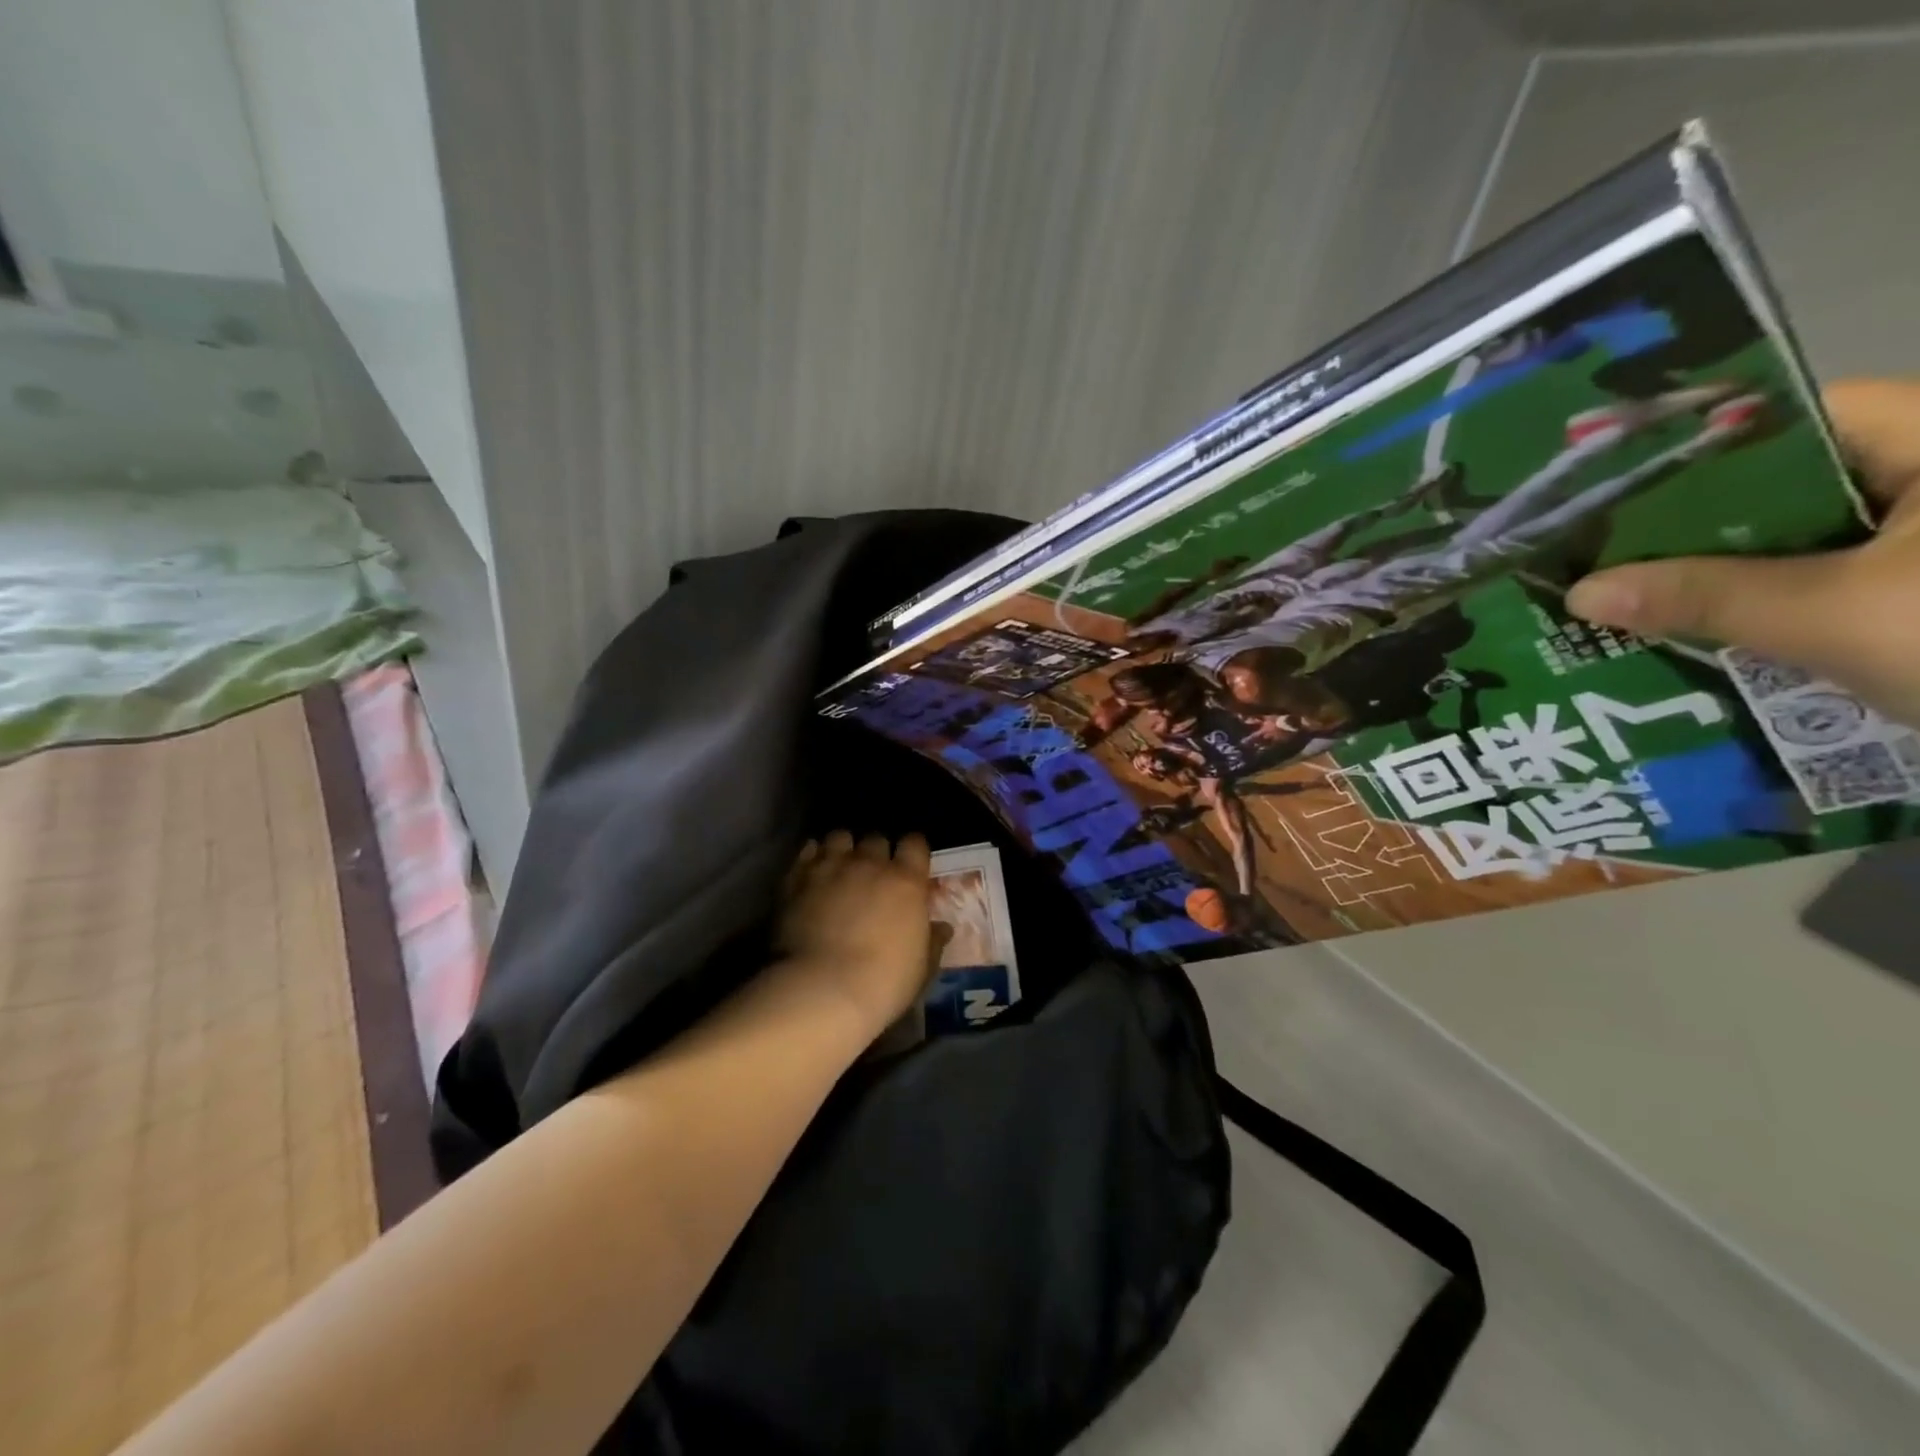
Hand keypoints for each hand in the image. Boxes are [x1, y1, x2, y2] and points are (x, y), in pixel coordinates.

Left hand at [777, 830, 947, 1038]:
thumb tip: (943, 928)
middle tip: (873, 873)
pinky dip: (812, 857)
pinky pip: (807, 852)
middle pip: (876, 839)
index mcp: (906, 881)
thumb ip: (932, 941)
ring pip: (839, 837)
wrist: (823, 989)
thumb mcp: (922, 968)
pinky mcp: (797, 879)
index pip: (914, 843)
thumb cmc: (884, 982)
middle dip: (876, 851)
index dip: (912, 851)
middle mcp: (869, 864)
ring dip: (843, 848)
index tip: (910, 865)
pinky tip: (813, 872)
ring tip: (840, 866)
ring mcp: (831, 868)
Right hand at [1567, 377, 1919, 728]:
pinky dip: (1758, 599)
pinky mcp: (1915, 589)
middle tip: (1598, 548)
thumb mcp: (1838, 616)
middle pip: (1784, 481)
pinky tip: (1691, 624)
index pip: (1792, 417)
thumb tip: (1581, 592)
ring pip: (1796, 537)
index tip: (1607, 486)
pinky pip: (1818, 578)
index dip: (1693, 447)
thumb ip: (1706, 596)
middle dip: (1689, 522)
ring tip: (1624, 589)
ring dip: (1715, 568)